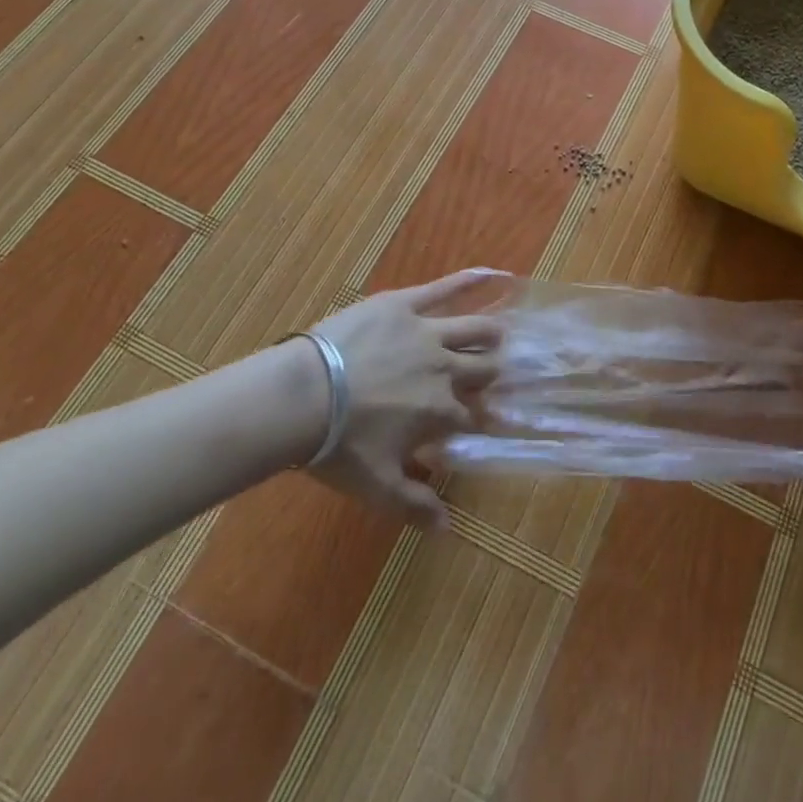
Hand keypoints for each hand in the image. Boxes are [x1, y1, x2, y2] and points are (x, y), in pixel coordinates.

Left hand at [305, 269, 503, 529]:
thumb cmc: (339, 446)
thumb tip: (448, 529)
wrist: (304, 396)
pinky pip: (442, 288)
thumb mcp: (377, 487)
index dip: (476, 419)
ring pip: (474, 328)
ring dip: (490, 333)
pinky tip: (489, 272)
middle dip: (491, 374)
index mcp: (441, 411)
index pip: (472, 415)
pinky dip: (468, 280)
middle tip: (494, 374)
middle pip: (483, 368)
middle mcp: (445, 368)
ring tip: (499, 334)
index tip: (480, 421)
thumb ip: (415, 506)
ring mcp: (427, 331)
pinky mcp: (405, 304)